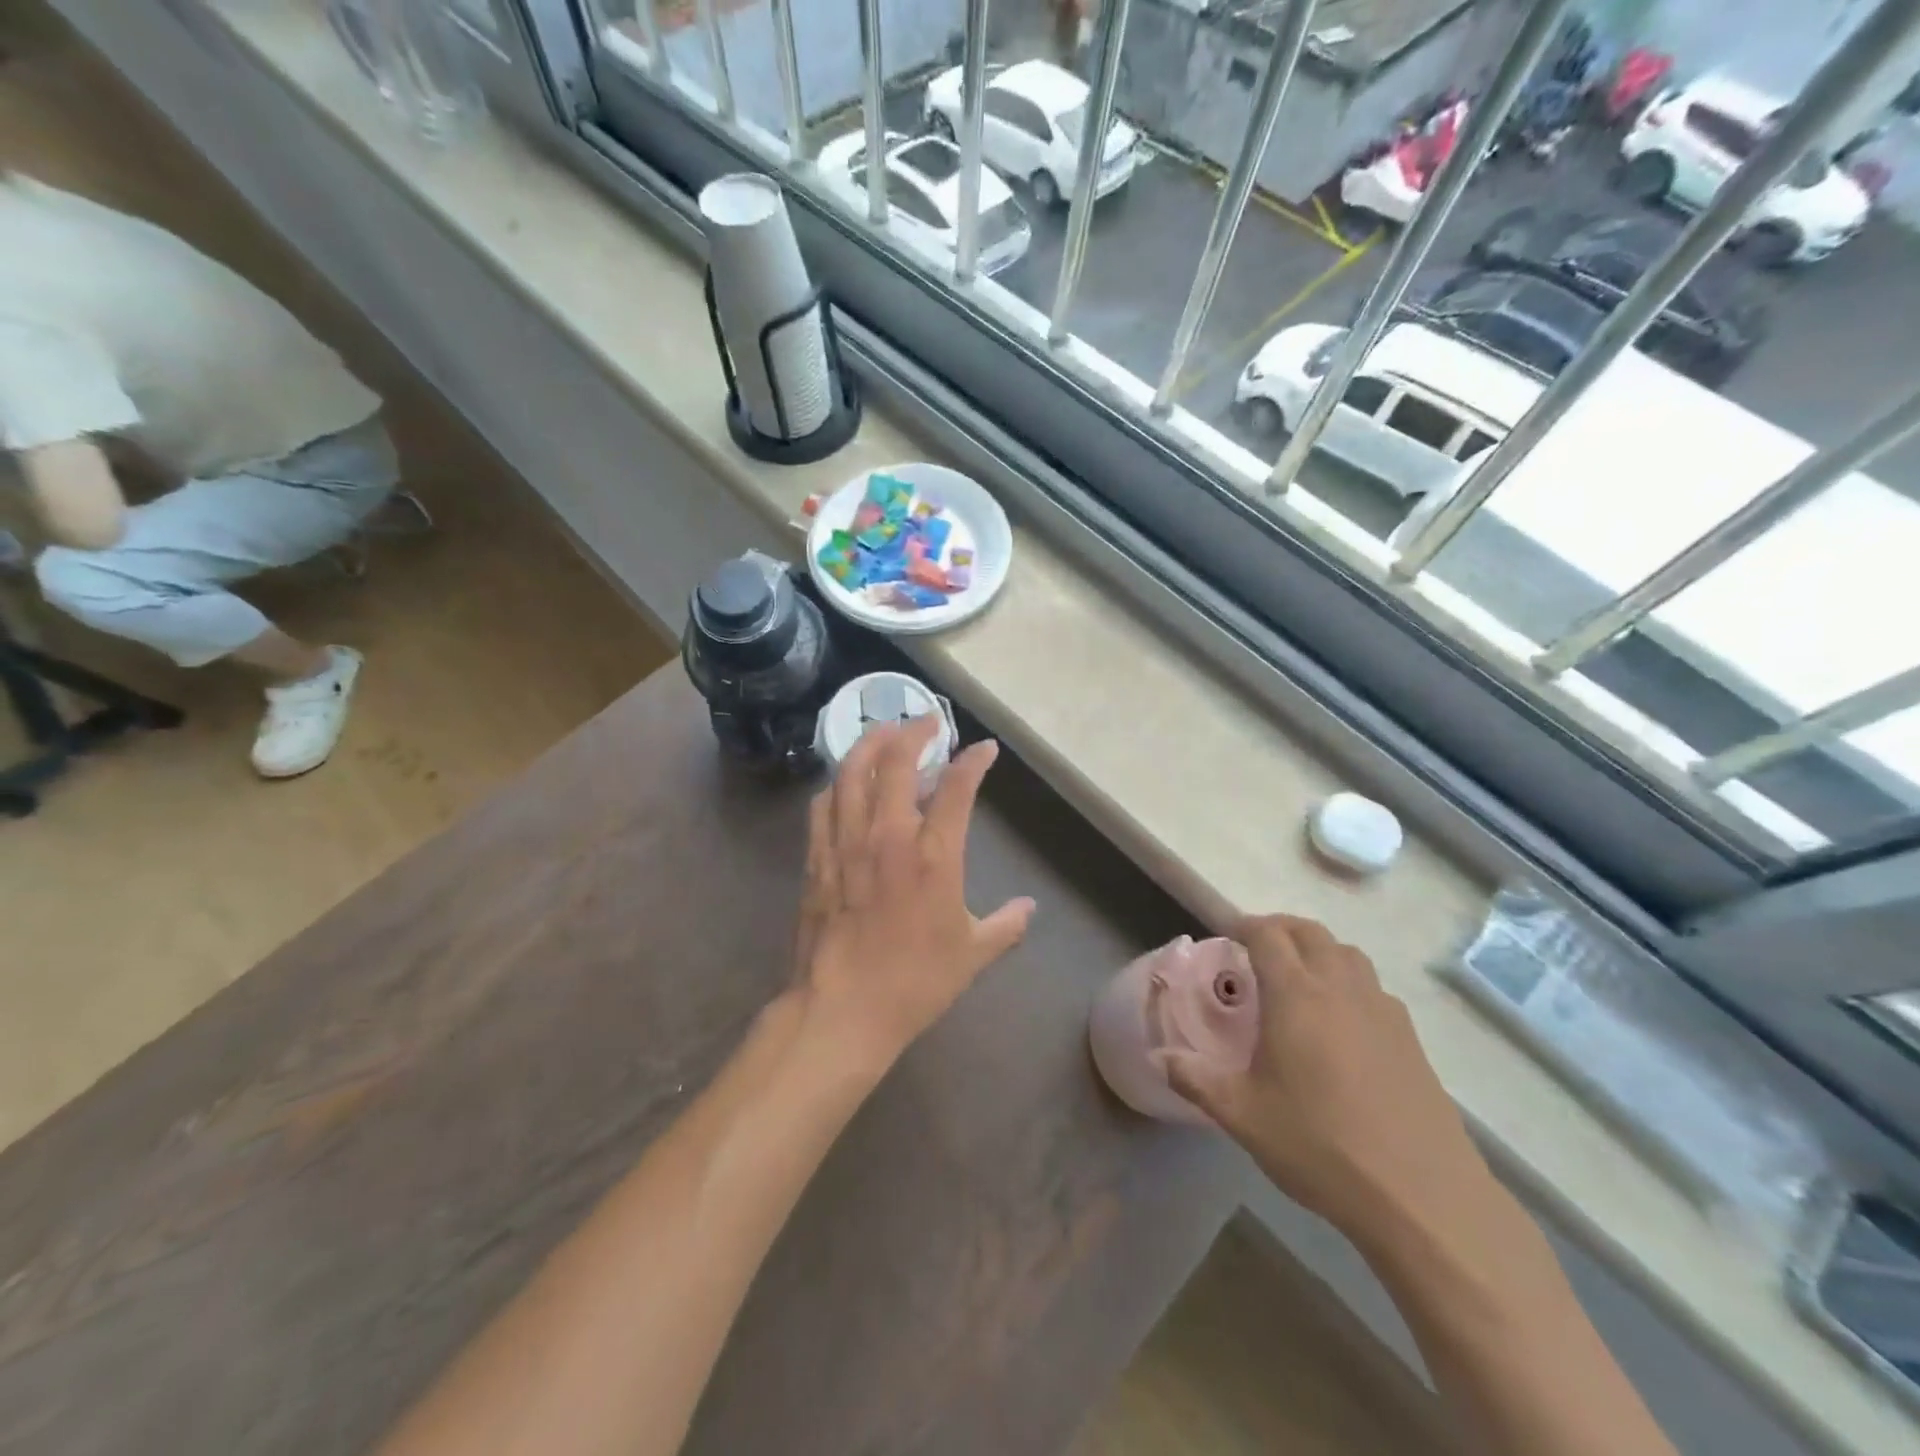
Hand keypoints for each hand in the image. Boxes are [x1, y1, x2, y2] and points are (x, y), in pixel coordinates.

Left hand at [793, 717, 1035, 1070]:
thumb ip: (1005, 925)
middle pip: (896, 761)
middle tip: (927, 721)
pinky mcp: (816, 858)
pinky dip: (838, 783)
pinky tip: (845, 783)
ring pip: (852, 772)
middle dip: (914, 731)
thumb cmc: (914, 982)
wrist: (842, 1010)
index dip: (973, 761)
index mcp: (933, 855)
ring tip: (884, 733)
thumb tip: (1029, 909)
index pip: (958, 788)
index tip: (984, 749)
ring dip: (870, 743)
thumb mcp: (972, 954)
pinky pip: (823, 804)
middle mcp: (888, 836)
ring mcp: (846, 843)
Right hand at [1156, 914, 1493, 1251]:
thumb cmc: (1320, 1145)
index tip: (1226, 934)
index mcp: (1296, 995)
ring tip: (1298, 978)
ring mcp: (1383, 1011)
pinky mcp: (1411, 1040)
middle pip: (1310, 932)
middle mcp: (1341, 989)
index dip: (1244, 925)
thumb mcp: (1243, 1115)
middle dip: (1279, 929)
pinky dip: (1349, 983)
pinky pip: (1374, 988)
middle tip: (1256, 949)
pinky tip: (1340, 1024)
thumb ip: (1195, 1080)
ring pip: (1348, 954)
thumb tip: (1159, 1058)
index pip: (1268, 934)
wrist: (1422, 1197)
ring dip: (1318, 950)